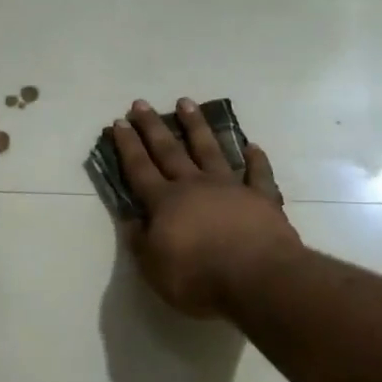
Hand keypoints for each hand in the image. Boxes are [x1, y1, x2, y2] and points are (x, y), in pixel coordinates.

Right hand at [111, 99, 300, 317]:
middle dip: (153, 127)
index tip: (119, 122)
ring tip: (186, 103)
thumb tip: (130, 220)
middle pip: (169, 150)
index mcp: (165, 203)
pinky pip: (258, 174)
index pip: (140, 168)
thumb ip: (140, 243)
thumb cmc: (199, 278)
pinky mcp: (262, 198)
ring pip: (210, 149)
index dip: (128, 146)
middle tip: (141, 103)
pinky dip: (256, 159)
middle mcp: (195, 186)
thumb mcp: (155, 269)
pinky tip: (252, 146)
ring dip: (197, 126)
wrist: (258, 278)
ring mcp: (230, 188)